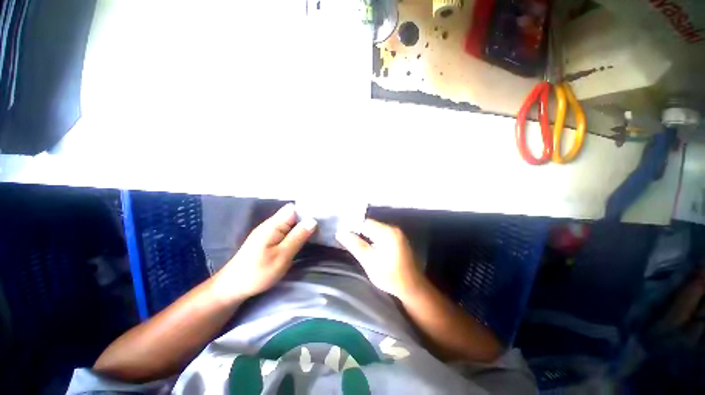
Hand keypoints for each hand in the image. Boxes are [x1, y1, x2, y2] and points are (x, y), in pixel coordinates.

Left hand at [212, 203, 316, 302]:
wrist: (232, 287)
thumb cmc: (258, 272)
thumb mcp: (282, 256)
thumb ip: (297, 237)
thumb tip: (313, 221)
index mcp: (273, 225)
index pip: (294, 208)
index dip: (308, 210)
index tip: (323, 216)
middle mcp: (271, 224)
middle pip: (293, 214)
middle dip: (308, 218)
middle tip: (324, 226)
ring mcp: (269, 231)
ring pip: (290, 223)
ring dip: (303, 226)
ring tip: (318, 231)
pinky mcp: (269, 239)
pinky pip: (286, 230)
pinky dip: (296, 232)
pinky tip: (304, 238)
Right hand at [336, 219, 424, 298]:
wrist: (412, 287)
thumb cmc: (390, 276)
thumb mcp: (369, 262)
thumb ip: (355, 245)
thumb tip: (340, 233)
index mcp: (387, 233)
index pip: (365, 223)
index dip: (352, 227)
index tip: (343, 234)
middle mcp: (393, 229)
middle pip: (370, 225)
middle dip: (358, 231)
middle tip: (347, 239)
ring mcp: (397, 233)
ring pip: (375, 229)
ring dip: (365, 235)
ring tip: (354, 243)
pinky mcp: (397, 239)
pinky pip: (380, 233)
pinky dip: (372, 238)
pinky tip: (367, 246)